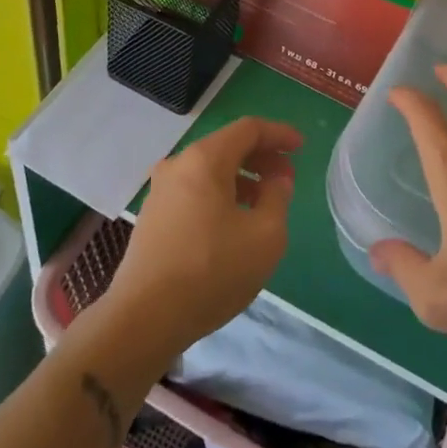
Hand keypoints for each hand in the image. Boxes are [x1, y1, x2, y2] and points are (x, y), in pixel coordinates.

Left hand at [101, 117, 302, 359]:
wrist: (144, 318)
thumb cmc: (212, 271)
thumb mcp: (265, 236)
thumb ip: (278, 198)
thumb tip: (276, 180)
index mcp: (204, 159)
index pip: (248, 129)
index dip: (279, 134)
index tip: (301, 148)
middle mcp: (178, 165)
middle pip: (227, 146)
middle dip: (261, 157)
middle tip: (286, 178)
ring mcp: (160, 191)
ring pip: (209, 170)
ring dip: (242, 178)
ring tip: (265, 203)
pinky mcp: (153, 216)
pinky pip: (194, 190)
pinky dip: (220, 194)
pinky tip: (234, 223)